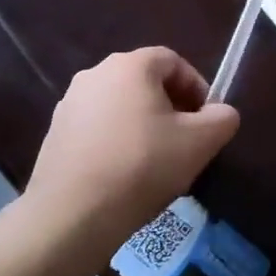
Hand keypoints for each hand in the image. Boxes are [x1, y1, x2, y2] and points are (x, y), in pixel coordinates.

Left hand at [26, 47, 239, 244]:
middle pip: (145, 81)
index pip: (173, 61)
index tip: (206, 120)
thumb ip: (222, 119)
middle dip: (170, 106)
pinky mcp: (54, 133)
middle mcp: (95, 73)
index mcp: (130, 65)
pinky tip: (124, 174)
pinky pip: (97, 127)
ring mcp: (69, 103)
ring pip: (120, 105)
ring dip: (142, 124)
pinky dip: (115, 141)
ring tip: (155, 161)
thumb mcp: (200, 142)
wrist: (72, 213)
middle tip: (185, 140)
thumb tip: (221, 113)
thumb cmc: (142, 165)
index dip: (196, 87)